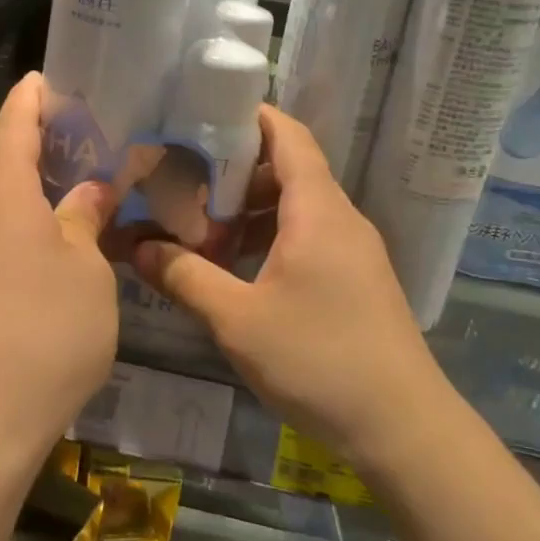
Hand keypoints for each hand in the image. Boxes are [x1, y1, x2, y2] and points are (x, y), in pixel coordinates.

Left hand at [0, 72, 118, 463]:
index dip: (30, 97)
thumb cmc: (46, 332)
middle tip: (58, 146)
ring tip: (41, 196)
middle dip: (13, 137)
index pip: (12, 123)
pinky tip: (16, 250)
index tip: (45, 80)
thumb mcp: (87, 271)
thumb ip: (85, 219)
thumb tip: (91, 189)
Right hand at [133, 105, 444, 463]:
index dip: (251, 116)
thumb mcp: (237, 319)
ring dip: (251, 212)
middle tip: (184, 179)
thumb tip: (137, 247)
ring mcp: (353, 250)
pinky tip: (237, 269)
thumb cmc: (318, 360)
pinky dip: (271, 238)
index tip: (204, 112)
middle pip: (288, 171)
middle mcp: (340, 219)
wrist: (402, 428)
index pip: (288, 137)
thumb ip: (185, 277)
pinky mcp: (356, 279)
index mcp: (317, 211)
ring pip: (297, 209)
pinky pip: (309, 238)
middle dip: (236, 171)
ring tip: (201, 227)